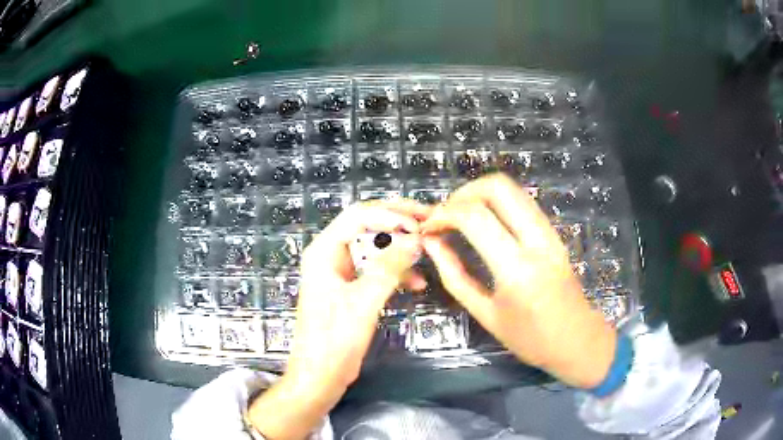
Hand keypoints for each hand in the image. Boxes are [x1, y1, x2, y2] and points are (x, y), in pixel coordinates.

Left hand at [248, 200, 428, 438]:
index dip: (390, 213)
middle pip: (367, 226)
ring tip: (427, 250)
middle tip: (429, 221)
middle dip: (398, 223)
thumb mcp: (364, 301)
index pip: (358, 216)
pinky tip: (417, 282)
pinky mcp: (352, 288)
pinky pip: (376, 270)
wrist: (321, 374)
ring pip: (375, 248)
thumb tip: (416, 239)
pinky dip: (396, 272)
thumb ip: (390, 268)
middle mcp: (331, 255)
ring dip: (400, 250)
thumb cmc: (335, 339)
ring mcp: (341, 272)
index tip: (419, 223)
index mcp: (324, 251)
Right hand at [421, 174, 615, 388]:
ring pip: (512, 188)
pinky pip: (522, 202)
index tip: (428, 228)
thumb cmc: (530, 338)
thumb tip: (431, 243)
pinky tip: (483, 223)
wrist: (577, 340)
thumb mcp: (485, 314)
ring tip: (459, 217)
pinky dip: (496, 203)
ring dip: (480, 194)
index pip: (474, 217)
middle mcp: (536, 240)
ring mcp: (549, 232)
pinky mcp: (554, 232)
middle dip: (463, 193)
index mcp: (516, 269)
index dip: (443, 214)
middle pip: (497, 186)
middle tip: (445, 215)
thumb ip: (454, 275)